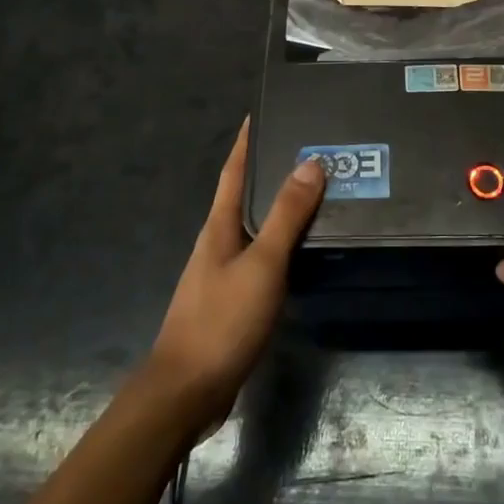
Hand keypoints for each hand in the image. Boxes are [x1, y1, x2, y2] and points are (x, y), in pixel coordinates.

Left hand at [144, 120, 323, 433]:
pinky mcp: (232, 299)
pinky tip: (302, 249)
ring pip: (255, 227)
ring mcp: (223, 272)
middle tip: (310, 149)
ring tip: (316, 192)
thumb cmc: (223, 320)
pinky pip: (261, 256)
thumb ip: (286, 216)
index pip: (234, 170)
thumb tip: (309, 163)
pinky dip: (282, 242)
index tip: (263, 112)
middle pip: (245, 195)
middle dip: (270, 170)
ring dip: (279, 207)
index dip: (247, 141)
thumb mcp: (262, 264)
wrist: (188, 391)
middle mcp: (218, 242)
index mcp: (219, 226)